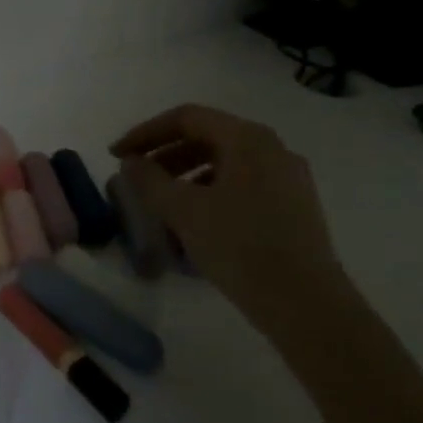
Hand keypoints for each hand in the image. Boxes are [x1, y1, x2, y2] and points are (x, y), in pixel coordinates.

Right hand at [110, 104, 356, 347]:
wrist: (307, 304)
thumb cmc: (240, 246)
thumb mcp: (183, 210)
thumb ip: (149, 179)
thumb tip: (130, 162)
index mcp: (248, 139)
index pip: (186, 118)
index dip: (145, 132)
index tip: (116, 154)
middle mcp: (272, 149)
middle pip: (207, 136)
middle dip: (164, 153)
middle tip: (135, 176)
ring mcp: (288, 178)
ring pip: (224, 162)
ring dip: (185, 173)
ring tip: (160, 200)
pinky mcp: (294, 206)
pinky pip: (241, 183)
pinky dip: (209, 190)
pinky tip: (193, 219)